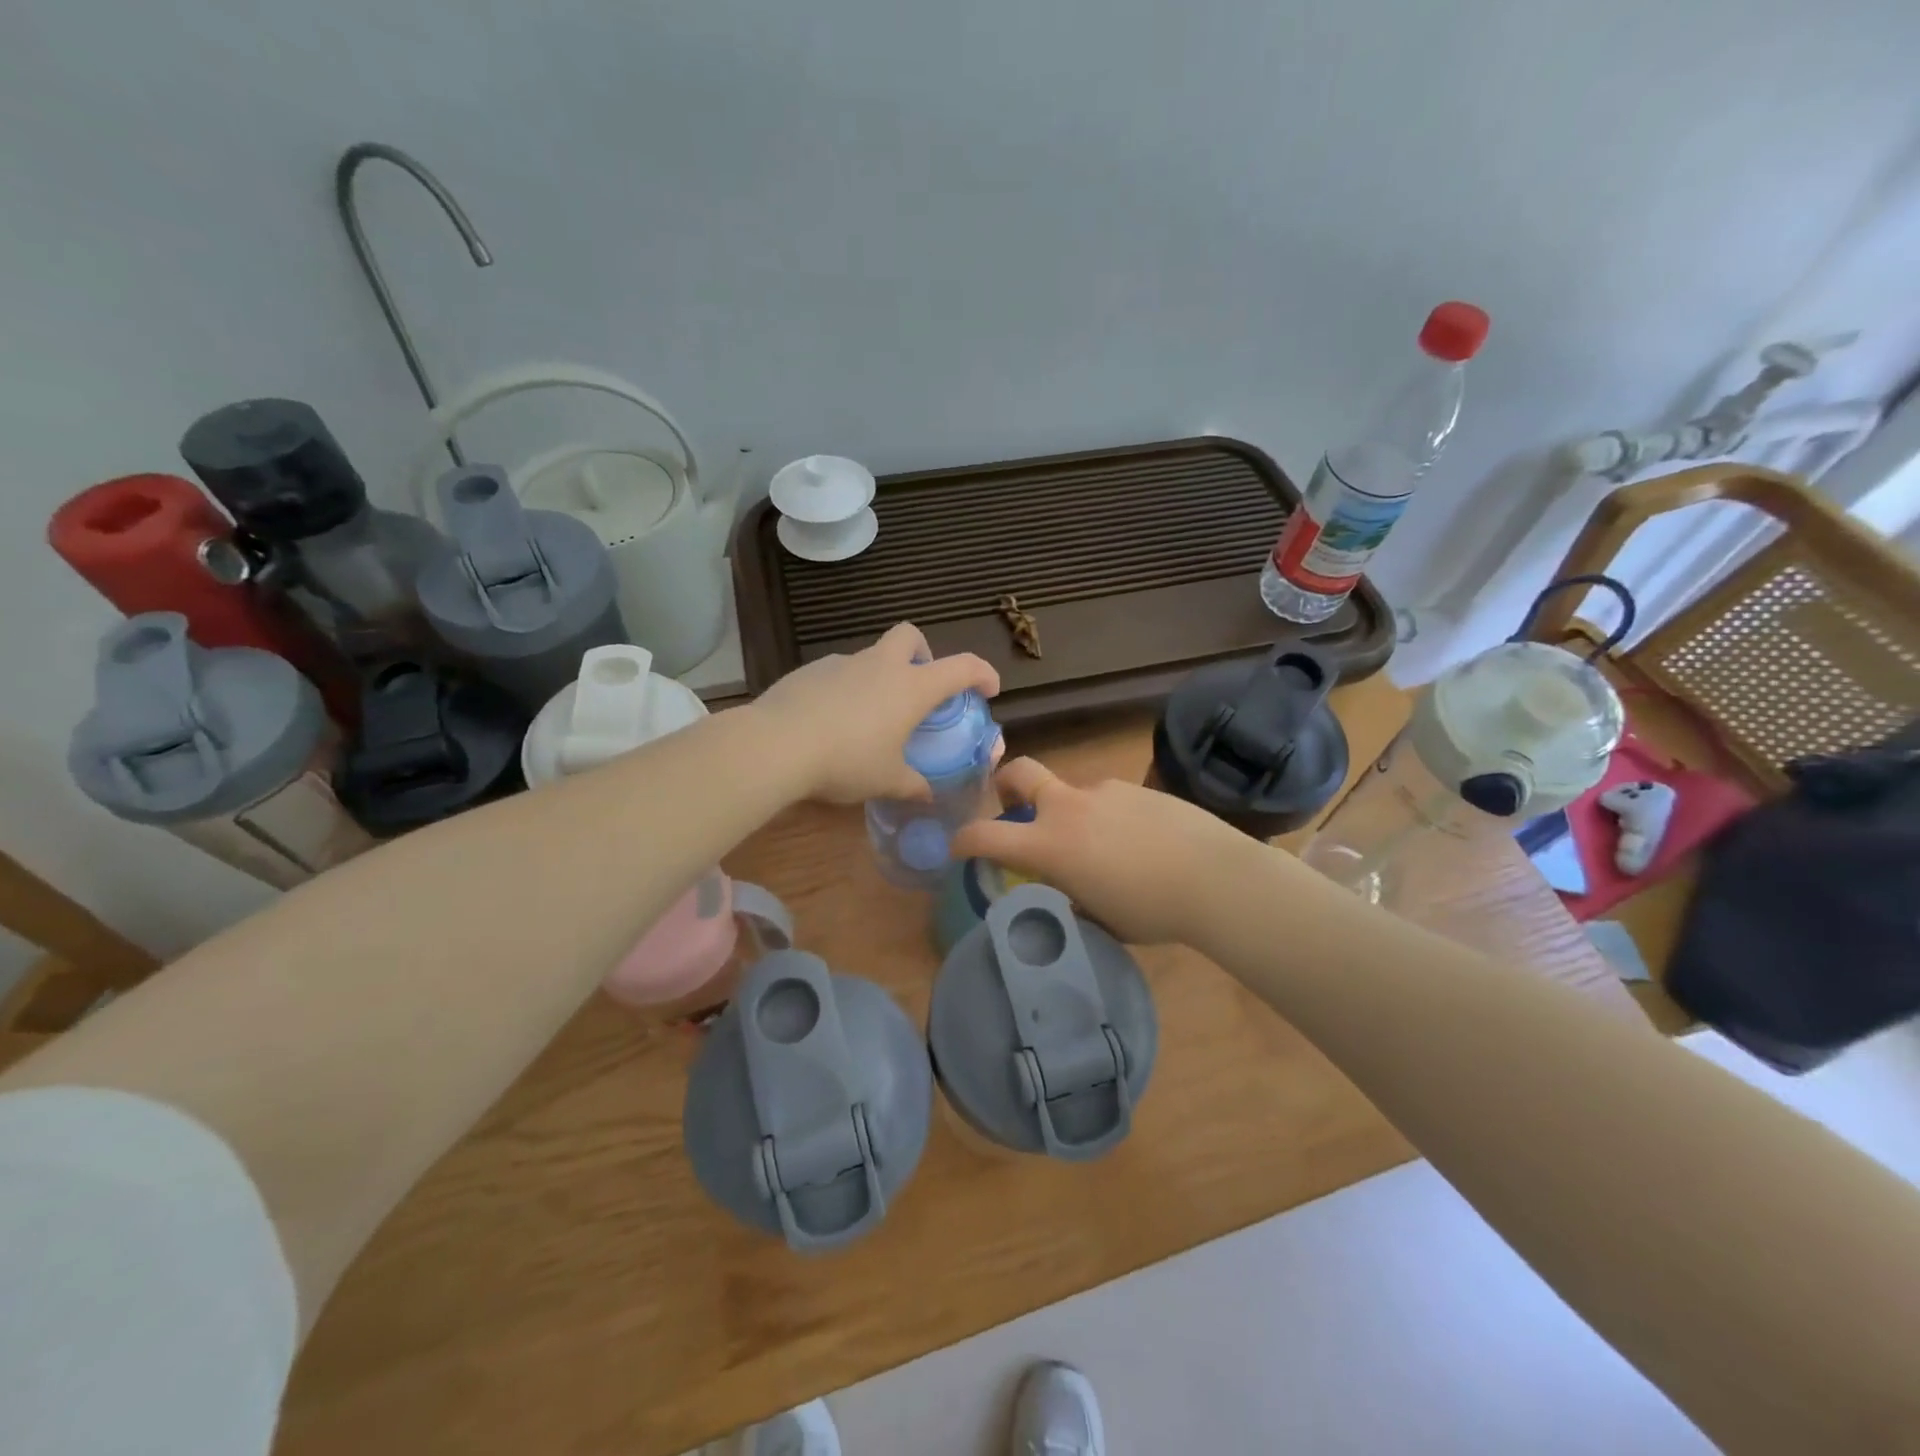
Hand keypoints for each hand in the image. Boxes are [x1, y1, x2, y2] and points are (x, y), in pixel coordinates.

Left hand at [752, 623, 1000, 803]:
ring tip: (868, 718)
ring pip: (870, 657)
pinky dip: (845, 690)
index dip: (982, 673)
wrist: (777, 745)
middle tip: (917, 687)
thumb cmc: (846, 761)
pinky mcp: (808, 671)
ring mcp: (841, 664)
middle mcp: (880, 666)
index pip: (961, 667)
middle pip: (910, 636)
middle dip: (921, 653)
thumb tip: (928, 795)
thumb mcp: (886, 780)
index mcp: (911, 688)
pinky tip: (831, 722)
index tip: (988, 688)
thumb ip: (912, 785)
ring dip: (878, 677)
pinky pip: (838, 674)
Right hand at [952, 758, 1276, 944]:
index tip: (960, 849)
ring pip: (1072, 793)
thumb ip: (1071, 896)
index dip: (964, 841)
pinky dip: (1109, 818)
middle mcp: (1068, 807)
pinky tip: (1140, 842)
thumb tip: (1068, 888)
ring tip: (1107, 849)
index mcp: (1050, 844)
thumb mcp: (1099, 917)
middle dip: (1006, 783)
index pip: (986, 835)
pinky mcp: (1136, 787)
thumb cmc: (1151, 910)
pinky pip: (1108, 800)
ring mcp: (1104, 791)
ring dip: (1072, 814)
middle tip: (1014, 806)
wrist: (1215, 878)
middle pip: (1020, 772)